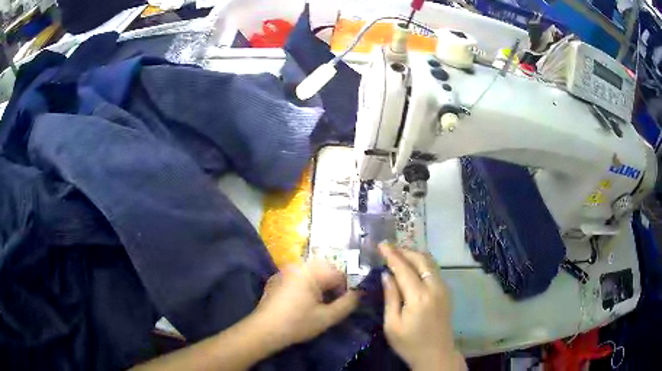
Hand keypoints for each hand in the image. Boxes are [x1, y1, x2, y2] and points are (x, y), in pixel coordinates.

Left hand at [252, 260, 358, 348]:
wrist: (264, 330)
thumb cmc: (297, 323)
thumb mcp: (327, 317)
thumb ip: (347, 304)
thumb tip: (359, 293)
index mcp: (310, 271)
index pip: (338, 273)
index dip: (345, 289)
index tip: (342, 304)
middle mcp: (297, 266)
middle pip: (324, 270)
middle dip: (332, 286)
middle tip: (331, 304)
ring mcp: (284, 271)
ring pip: (311, 273)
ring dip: (319, 286)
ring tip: (317, 305)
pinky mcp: (276, 279)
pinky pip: (297, 277)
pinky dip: (305, 286)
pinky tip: (300, 303)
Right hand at [379, 243, 464, 370]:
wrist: (436, 354)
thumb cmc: (409, 344)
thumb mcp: (392, 324)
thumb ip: (390, 297)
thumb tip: (386, 275)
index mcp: (419, 297)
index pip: (404, 268)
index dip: (392, 255)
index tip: (381, 244)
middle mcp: (435, 288)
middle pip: (421, 259)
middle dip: (404, 251)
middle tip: (389, 249)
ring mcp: (444, 289)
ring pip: (430, 263)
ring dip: (414, 256)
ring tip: (398, 255)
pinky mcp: (446, 293)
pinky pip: (434, 270)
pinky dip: (422, 264)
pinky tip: (412, 268)